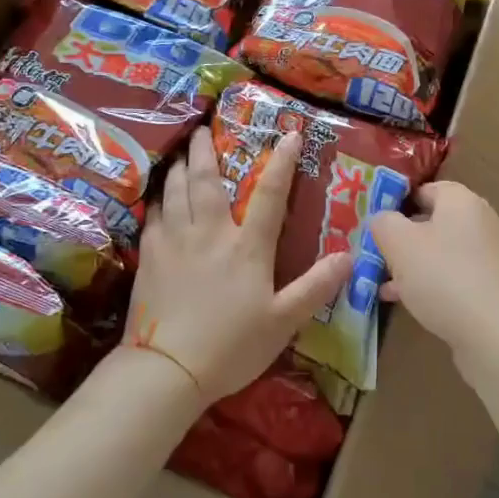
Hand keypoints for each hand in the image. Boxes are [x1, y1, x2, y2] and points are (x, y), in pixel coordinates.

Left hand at [124, 127, 350, 403]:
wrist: (167, 368)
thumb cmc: (231, 346)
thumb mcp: (283, 322)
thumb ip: (315, 287)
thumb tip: (349, 257)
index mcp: (246, 247)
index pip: (269, 195)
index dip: (282, 163)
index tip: (289, 134)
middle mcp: (209, 233)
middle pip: (206, 181)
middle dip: (206, 150)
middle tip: (204, 129)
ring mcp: (174, 242)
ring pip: (175, 192)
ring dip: (179, 168)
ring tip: (181, 154)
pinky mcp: (149, 257)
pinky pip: (153, 216)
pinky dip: (158, 200)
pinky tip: (158, 199)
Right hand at [369, 182, 498, 354]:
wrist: (494, 333)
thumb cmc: (443, 276)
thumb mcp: (399, 243)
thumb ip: (383, 223)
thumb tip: (381, 219)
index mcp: (461, 201)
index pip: (424, 188)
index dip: (395, 201)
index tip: (371, 220)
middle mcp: (477, 222)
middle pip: (429, 221)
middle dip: (398, 236)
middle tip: (371, 251)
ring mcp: (485, 256)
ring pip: (436, 251)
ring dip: (408, 263)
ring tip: (378, 279)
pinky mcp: (486, 286)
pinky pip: (448, 275)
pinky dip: (425, 282)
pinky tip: (400, 299)